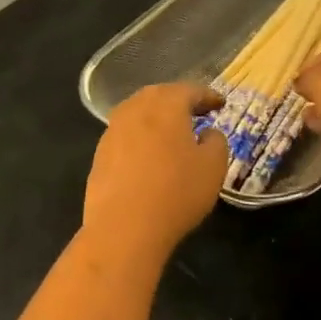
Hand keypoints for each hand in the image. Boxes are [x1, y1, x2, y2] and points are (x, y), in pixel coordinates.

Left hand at [83, 83, 228, 256]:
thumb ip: (216, 142)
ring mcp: (112, 131)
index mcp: (165, 105)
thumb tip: (208, 133)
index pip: (190, 91)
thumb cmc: (176, 193)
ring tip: (172, 132)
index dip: (208, 96)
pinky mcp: (99, 155)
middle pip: (159, 96)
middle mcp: (135, 110)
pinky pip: (125, 136)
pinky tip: (149, 155)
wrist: (123, 228)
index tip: (221, 104)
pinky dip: (141, 137)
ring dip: (157, 118)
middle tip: (196, 112)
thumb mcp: (213, 167)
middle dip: (179, 101)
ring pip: (138, 114)